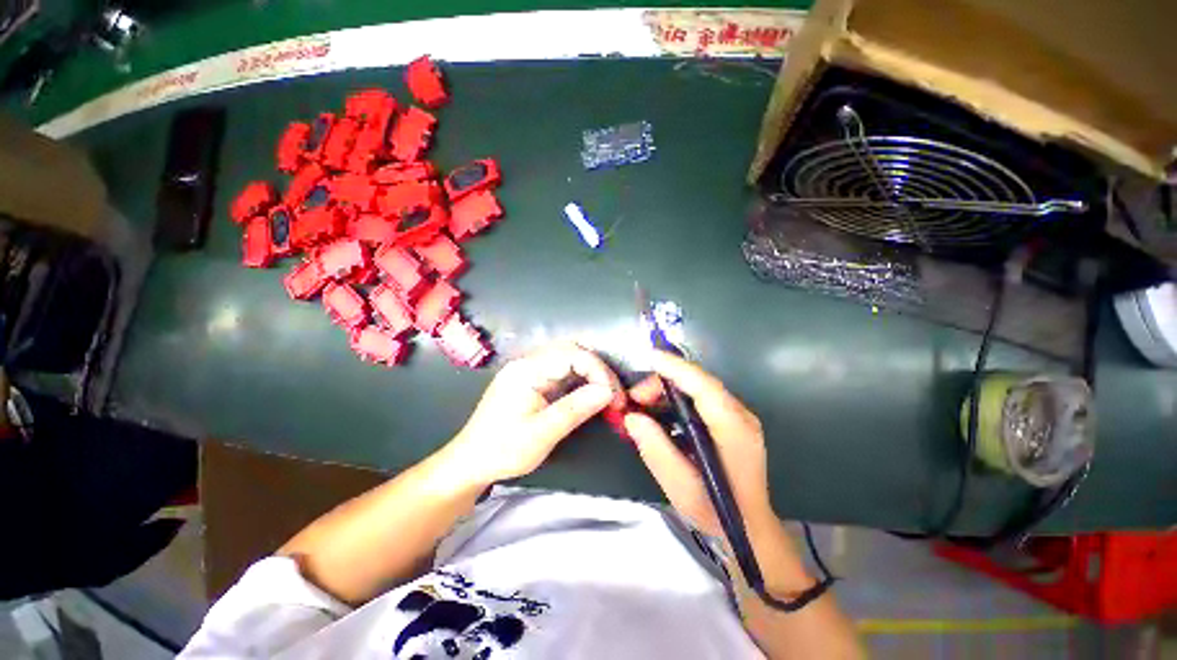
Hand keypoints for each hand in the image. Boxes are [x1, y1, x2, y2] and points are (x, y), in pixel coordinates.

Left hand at [445, 342, 623, 486]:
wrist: (471, 462)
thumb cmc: (503, 449)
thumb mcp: (543, 433)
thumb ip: (575, 409)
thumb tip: (607, 391)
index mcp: (527, 371)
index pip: (573, 354)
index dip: (600, 372)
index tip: (615, 399)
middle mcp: (525, 365)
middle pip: (571, 353)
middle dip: (598, 372)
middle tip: (615, 400)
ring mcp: (525, 374)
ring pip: (566, 364)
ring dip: (589, 378)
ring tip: (606, 402)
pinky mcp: (526, 386)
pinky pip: (557, 376)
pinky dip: (577, 386)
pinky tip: (588, 402)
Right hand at [624, 351, 775, 539]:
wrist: (749, 528)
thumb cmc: (716, 510)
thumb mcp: (679, 486)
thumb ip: (656, 449)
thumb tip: (633, 418)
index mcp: (734, 430)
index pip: (705, 387)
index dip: (677, 369)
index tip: (649, 356)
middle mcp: (743, 419)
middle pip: (704, 386)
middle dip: (667, 384)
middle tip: (634, 401)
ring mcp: (744, 423)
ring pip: (707, 394)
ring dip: (674, 394)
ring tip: (643, 408)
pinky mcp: (739, 430)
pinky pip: (710, 407)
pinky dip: (685, 405)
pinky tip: (665, 419)